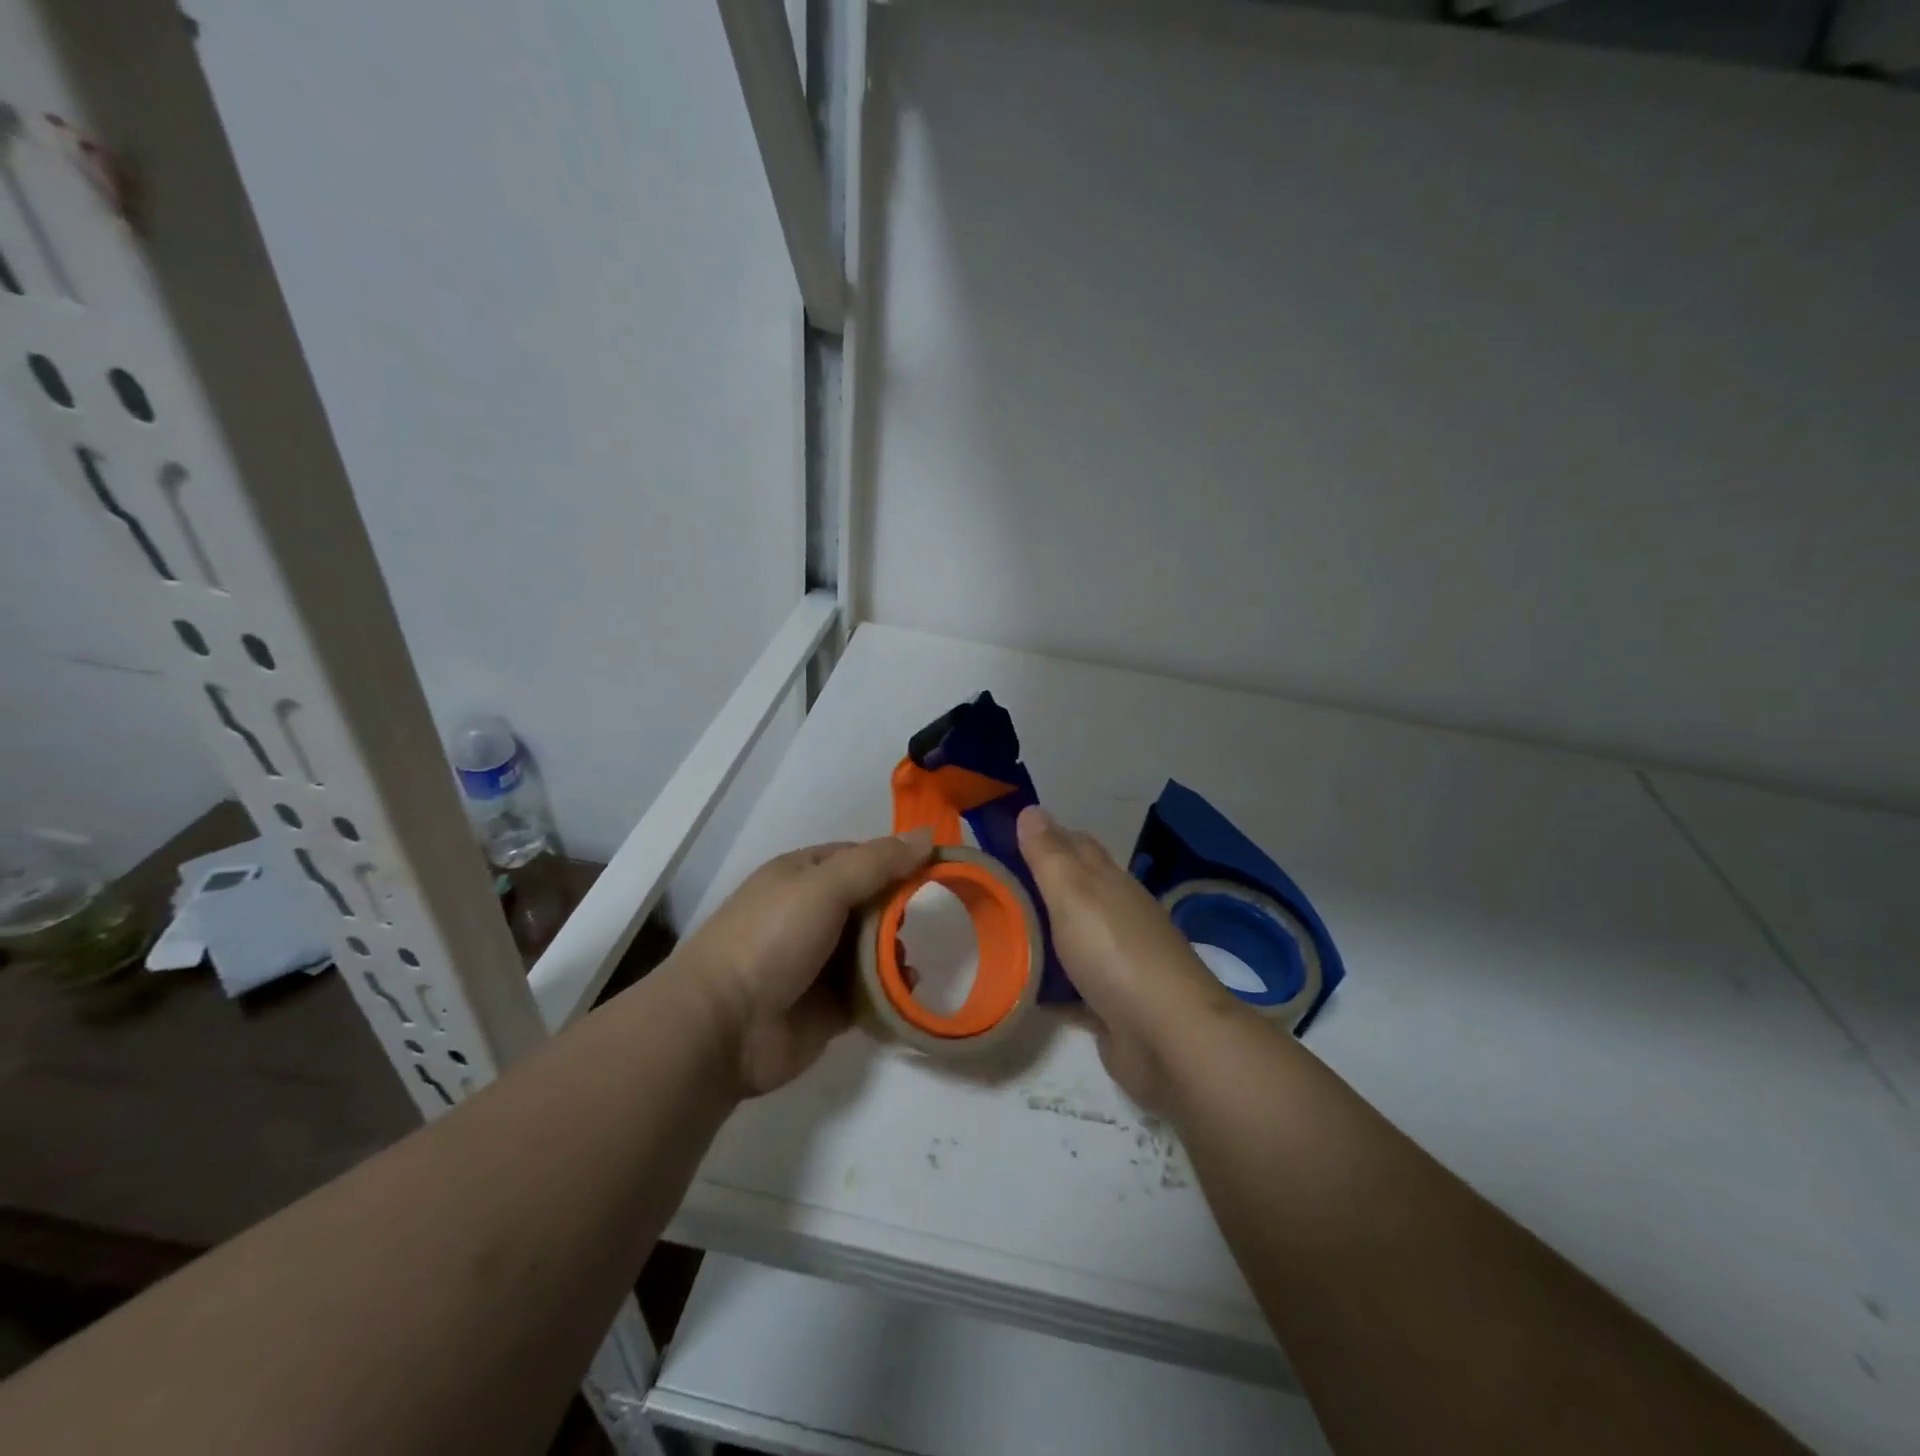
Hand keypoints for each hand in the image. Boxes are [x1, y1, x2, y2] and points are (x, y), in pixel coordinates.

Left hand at [678, 830, 933, 1095]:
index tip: (937, 869)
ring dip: (896, 952)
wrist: (722, 1026)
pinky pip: (871, 992)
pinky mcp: (829, 1007)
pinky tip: (907, 990)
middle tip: (928, 920)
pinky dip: (892, 990)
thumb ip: (878, 862)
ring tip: (909, 961)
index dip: (897, 860)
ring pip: (873, 949)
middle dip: (900, 911)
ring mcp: (819, 963)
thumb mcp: (824, 885)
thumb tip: (928, 836)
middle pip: (872, 903)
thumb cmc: (771, 939)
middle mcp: (812, 914)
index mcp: (804, 875)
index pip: (861, 857)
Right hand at [1017, 806, 1244, 1106]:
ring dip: (1041, 934)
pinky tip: (1020, 985)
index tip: (1003, 838)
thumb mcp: (1073, 893)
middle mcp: (1117, 915)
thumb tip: (1031, 809)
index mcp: (1110, 882)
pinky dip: (1049, 982)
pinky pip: (1071, 986)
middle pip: (1073, 891)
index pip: (1075, 845)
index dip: (1044, 837)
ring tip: (994, 934)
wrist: (1167, 1036)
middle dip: (1038, 886)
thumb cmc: (1115, 952)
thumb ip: (1049, 855)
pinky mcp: (1111, 1004)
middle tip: (988, 888)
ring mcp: (1117, 961)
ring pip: (1071, 937)